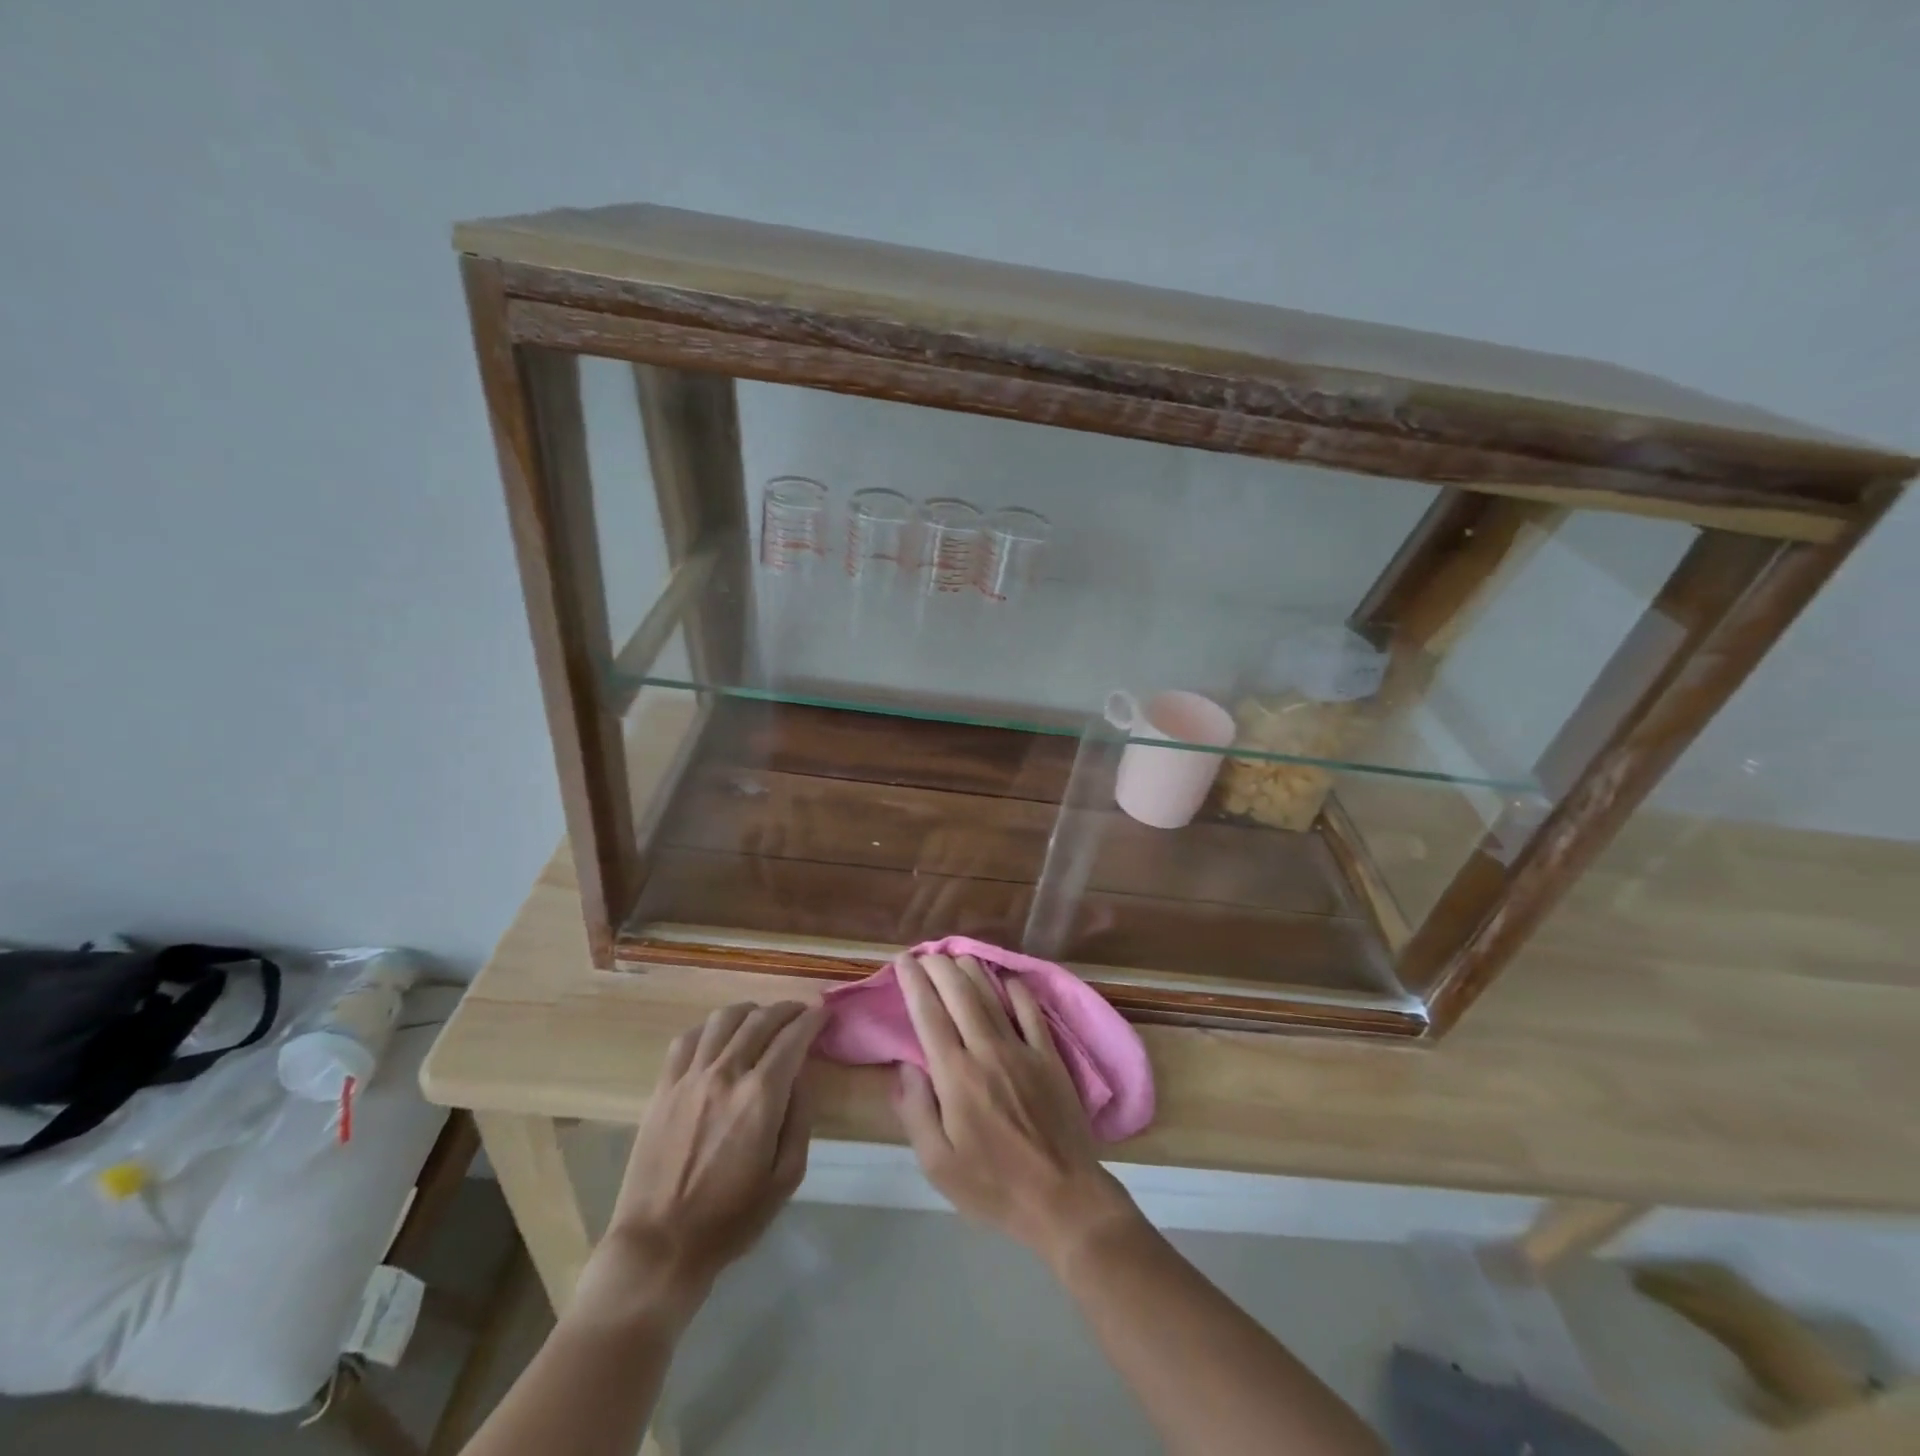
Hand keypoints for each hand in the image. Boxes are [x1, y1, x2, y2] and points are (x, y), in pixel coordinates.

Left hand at [594, 1001, 823, 1310]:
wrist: (660, 1246)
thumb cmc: (731, 1219)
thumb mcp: (786, 1177)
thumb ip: (800, 1118)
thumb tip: (802, 1075)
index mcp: (761, 1097)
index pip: (793, 1037)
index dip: (812, 1019)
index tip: (823, 1013)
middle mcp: (726, 1074)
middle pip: (761, 1020)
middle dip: (786, 1009)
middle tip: (800, 1012)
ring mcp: (690, 1077)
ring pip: (724, 1019)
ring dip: (749, 1011)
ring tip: (761, 1018)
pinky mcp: (664, 1087)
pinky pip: (688, 1038)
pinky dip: (710, 1027)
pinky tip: (719, 1035)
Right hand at [891, 953, 1140, 1272]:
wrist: (1063, 1198)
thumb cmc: (992, 1186)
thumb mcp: (937, 1164)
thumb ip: (915, 1111)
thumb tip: (906, 1066)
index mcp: (956, 1075)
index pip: (928, 1014)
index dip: (914, 982)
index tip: (903, 961)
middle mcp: (987, 1050)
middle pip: (959, 993)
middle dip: (939, 967)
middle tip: (925, 954)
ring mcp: (1023, 1049)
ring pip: (992, 995)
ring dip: (971, 970)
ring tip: (956, 956)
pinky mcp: (1050, 1056)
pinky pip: (1031, 1010)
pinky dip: (1015, 988)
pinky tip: (1005, 978)